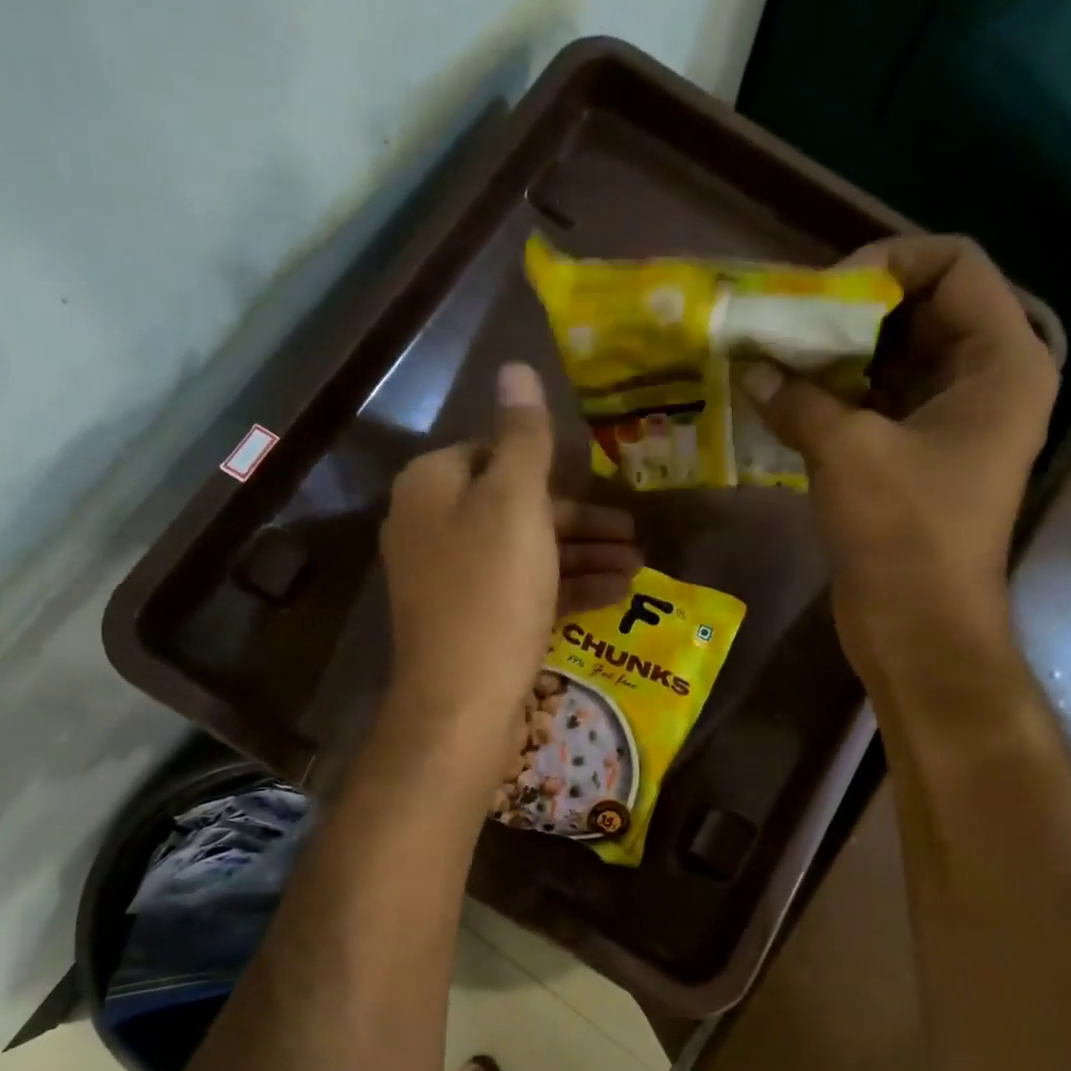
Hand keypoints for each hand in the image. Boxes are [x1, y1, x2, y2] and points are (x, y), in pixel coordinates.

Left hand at [380, 362, 638, 772]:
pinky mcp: (472, 623)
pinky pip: (523, 591)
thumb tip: (514, 367)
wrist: (461, 704)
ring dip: (583, 556)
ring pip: (525, 553)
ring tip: (638, 568)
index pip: (493, 452)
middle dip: (581, 520)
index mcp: (432, 486)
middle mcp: (432, 527)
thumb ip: (522, 437)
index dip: (549, 466)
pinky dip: (566, 589)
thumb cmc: (491, 592)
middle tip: (634, 533)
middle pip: (515, 507)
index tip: (598, 482)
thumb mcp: (514, 504)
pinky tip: (614, 596)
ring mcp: (451, 580)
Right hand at [740, 235, 1057, 679]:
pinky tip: (783, 402)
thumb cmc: (904, 534)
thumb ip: (798, 400)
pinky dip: (832, 400)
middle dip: (848, 314)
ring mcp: (948, 424)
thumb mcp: (849, 453)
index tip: (821, 294)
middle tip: (784, 325)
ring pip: (890, 362)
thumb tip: (750, 369)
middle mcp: (983, 381)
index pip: (952, 265)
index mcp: (1001, 361)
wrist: (918, 629)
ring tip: (773, 359)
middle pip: (918, 312)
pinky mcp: (913, 461)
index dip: (887, 263)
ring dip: (834, 360)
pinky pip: (874, 407)